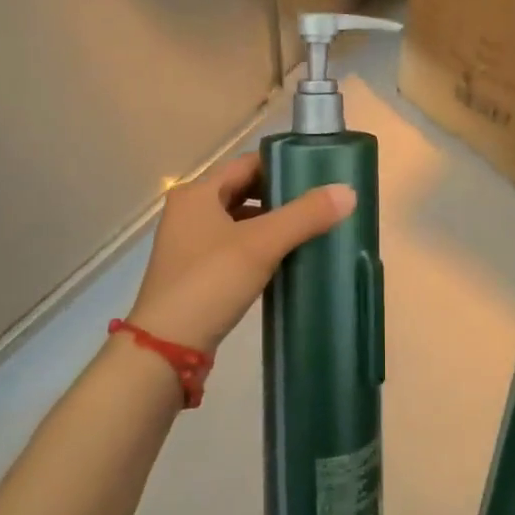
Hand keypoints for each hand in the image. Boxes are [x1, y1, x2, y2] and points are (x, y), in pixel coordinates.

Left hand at [127, 153, 355, 353]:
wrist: (166, 350)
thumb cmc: (210, 282)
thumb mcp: (261, 244)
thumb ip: (305, 215)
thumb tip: (348, 192)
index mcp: (197, 192)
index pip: (247, 163)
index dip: (282, 165)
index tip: (317, 176)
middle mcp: (189, 211)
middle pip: (243, 191)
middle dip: (279, 197)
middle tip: (318, 204)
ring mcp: (188, 244)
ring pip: (238, 221)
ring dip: (270, 224)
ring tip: (308, 231)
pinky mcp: (194, 274)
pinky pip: (233, 248)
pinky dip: (257, 249)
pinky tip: (283, 261)